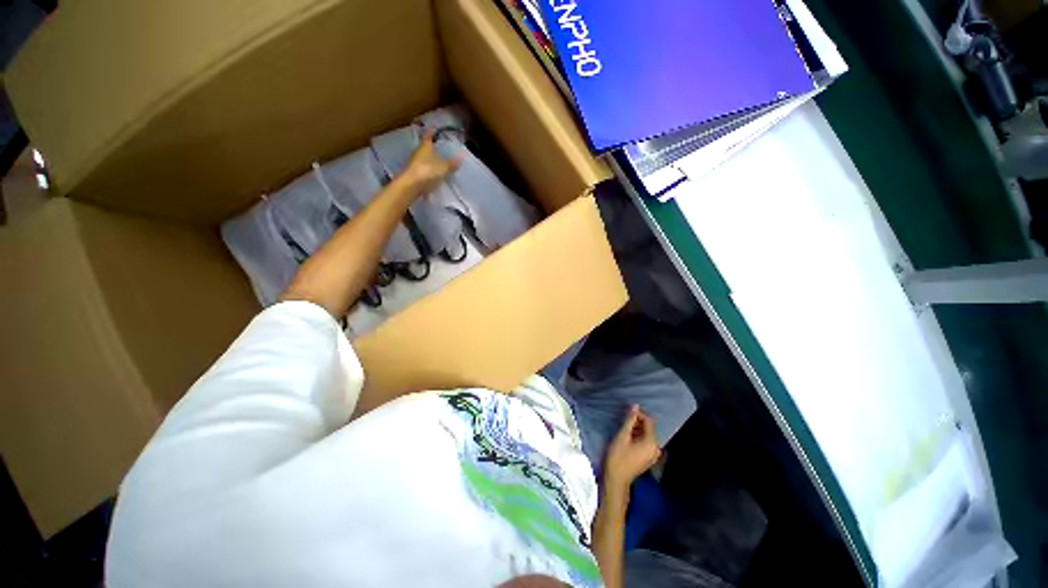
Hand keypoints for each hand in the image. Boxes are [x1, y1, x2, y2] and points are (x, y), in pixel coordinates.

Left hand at [400, 130, 463, 193]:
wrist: (411, 185)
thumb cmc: (427, 171)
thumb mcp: (443, 167)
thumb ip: (452, 163)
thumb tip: (462, 157)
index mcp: (425, 146)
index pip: (428, 136)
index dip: (432, 131)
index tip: (435, 128)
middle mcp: (418, 152)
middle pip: (426, 148)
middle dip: (432, 148)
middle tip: (440, 149)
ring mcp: (414, 163)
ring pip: (424, 158)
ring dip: (430, 160)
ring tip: (438, 163)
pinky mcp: (413, 173)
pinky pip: (423, 169)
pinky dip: (428, 170)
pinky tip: (433, 175)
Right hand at [604, 405, 660, 489]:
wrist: (616, 479)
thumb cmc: (617, 457)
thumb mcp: (622, 436)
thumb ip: (629, 420)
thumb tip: (635, 406)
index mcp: (651, 442)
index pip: (649, 420)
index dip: (638, 414)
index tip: (625, 413)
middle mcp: (656, 448)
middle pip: (649, 427)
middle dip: (637, 421)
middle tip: (623, 421)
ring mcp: (653, 454)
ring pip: (646, 434)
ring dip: (636, 429)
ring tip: (623, 429)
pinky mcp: (648, 458)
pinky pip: (645, 442)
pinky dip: (637, 437)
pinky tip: (627, 438)